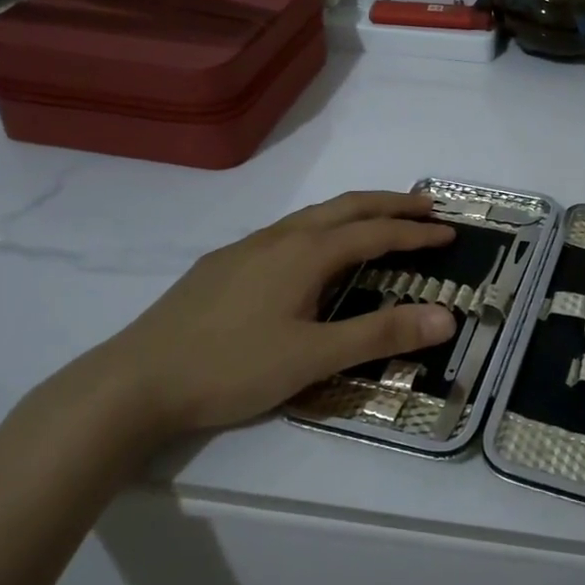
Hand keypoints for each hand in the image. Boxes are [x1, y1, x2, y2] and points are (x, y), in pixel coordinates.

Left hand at [85, 191, 457, 441]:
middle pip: (346, 207)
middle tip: (426, 206)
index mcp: (306, 253)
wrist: (135, 380)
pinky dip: (321, 228)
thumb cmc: (231, 368)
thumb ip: (380, 334)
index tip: (449, 232)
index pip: (376, 232)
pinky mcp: (223, 264)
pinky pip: (287, 231)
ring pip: (313, 215)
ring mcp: (247, 247)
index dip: (416, 232)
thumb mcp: (314, 357)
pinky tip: (311, 254)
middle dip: (390, 203)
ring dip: (354, 212)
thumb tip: (446, 316)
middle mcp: (280, 237)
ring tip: (378, 221)